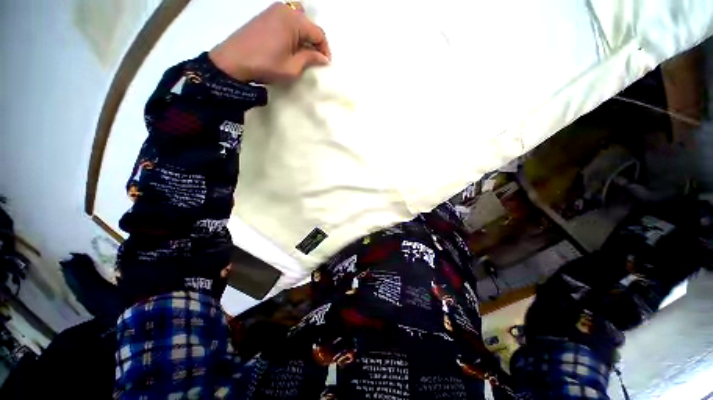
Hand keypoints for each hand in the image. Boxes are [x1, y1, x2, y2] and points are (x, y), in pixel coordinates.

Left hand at [209, 2, 330, 83]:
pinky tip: (290, 43)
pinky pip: (287, 18)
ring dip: (304, 34)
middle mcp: (285, 10)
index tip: (325, 64)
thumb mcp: (292, 67)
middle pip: (309, 23)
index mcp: (294, 21)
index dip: (325, 50)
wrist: (234, 60)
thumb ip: (310, 59)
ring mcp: (274, 10)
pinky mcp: (266, 14)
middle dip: (315, 41)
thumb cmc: (266, 65)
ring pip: (298, 18)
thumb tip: (323, 58)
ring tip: (303, 51)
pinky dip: (293, 29)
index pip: (319, 33)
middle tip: (314, 58)